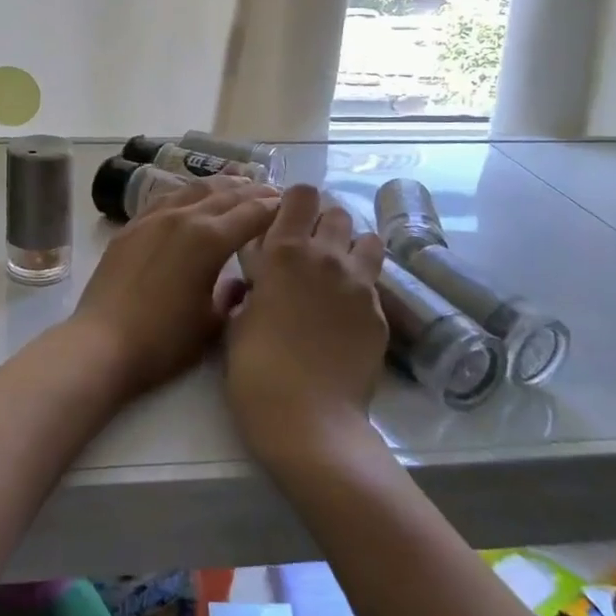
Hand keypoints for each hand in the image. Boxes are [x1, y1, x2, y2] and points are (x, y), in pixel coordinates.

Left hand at [69, 176, 278, 402]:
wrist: (102, 344)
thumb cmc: (164, 342)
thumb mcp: (213, 325)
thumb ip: (234, 296)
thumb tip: (243, 281)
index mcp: (210, 239)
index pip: (252, 213)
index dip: (275, 208)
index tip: (291, 206)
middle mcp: (184, 217)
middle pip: (226, 194)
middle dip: (253, 191)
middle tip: (272, 192)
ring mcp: (154, 218)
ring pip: (194, 189)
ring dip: (221, 185)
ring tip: (238, 183)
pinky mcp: (132, 226)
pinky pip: (166, 197)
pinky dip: (188, 192)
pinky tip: (192, 196)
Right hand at [225, 185, 386, 470]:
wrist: (308, 420)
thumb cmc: (256, 370)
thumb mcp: (236, 320)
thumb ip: (249, 287)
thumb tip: (255, 280)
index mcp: (284, 252)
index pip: (302, 195)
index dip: (294, 203)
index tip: (283, 221)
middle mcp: (326, 257)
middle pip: (337, 214)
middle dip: (323, 224)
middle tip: (308, 251)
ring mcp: (359, 284)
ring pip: (367, 240)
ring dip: (351, 248)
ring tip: (336, 273)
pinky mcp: (380, 313)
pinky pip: (374, 283)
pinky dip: (361, 287)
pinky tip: (346, 315)